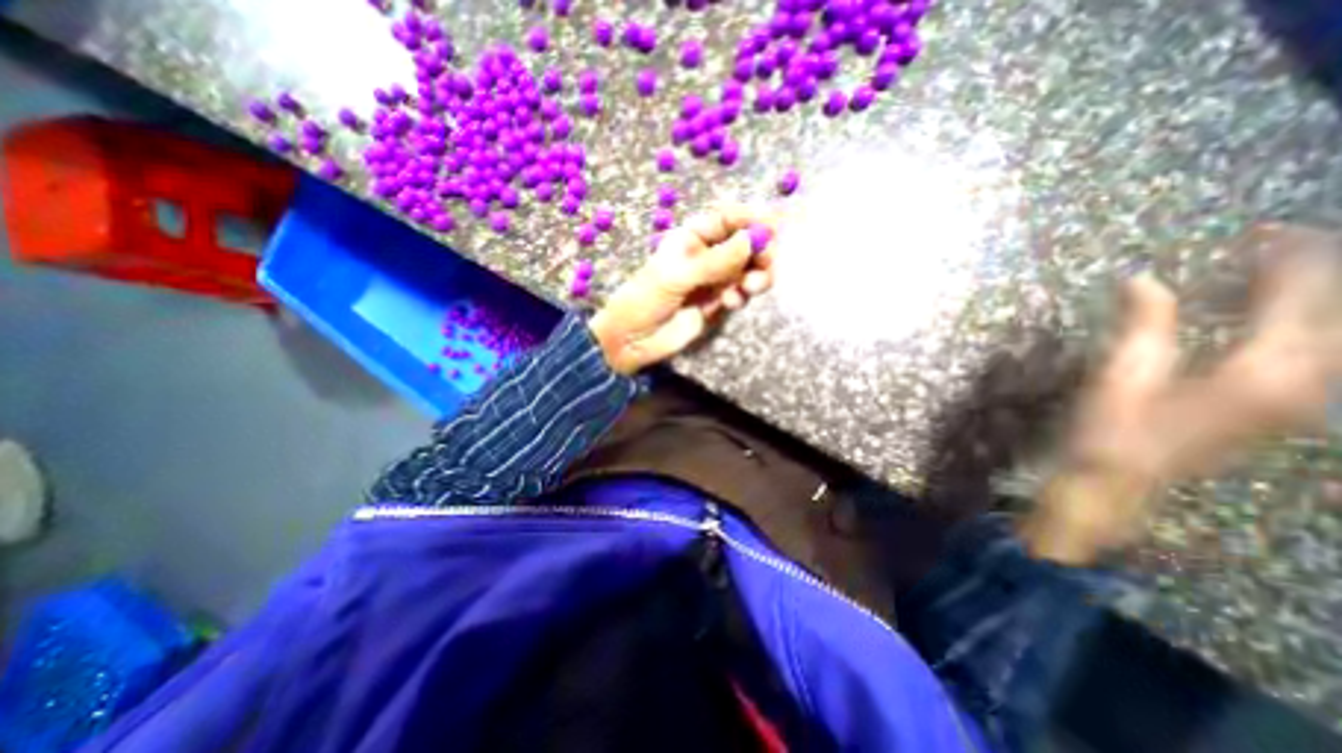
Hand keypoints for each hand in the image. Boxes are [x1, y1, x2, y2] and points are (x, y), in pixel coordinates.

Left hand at [590, 202, 776, 377]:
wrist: (634, 339)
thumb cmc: (647, 299)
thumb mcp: (677, 275)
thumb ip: (716, 260)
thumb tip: (751, 239)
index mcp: (691, 238)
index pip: (727, 219)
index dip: (750, 218)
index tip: (772, 224)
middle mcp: (707, 255)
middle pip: (745, 244)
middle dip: (759, 251)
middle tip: (766, 263)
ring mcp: (715, 280)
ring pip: (748, 270)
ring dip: (757, 275)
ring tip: (751, 287)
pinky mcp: (719, 303)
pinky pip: (742, 294)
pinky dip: (742, 296)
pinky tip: (729, 303)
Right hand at [1030, 223, 1340, 563]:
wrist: (1118, 478)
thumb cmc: (1112, 428)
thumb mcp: (1121, 374)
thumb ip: (1143, 325)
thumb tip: (1143, 279)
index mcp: (1261, 371)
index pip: (1298, 301)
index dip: (1286, 261)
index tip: (1264, 232)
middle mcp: (1297, 383)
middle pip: (1330, 316)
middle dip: (1312, 275)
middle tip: (1277, 246)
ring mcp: (1290, 400)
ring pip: (1324, 337)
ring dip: (1306, 300)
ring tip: (1274, 273)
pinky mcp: (1271, 409)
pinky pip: (1304, 355)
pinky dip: (1292, 326)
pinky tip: (1262, 318)